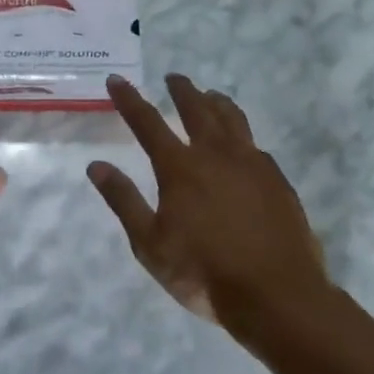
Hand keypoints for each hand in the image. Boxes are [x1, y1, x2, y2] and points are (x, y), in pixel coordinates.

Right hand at [89, 74, 327, 330]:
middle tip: (173, 77)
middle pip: (196, 109)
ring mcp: (252, 164)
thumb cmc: (203, 272)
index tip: (117, 79)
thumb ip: (124, 201)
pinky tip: (242, 144)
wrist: (276, 295)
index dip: (129, 99)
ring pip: (232, 119)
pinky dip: (241, 135)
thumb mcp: (150, 244)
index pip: (147, 122)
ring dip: (216, 103)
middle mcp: (215, 154)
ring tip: (210, 96)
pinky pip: (255, 144)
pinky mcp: (277, 180)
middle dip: (181, 90)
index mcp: (180, 167)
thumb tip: (96, 166)